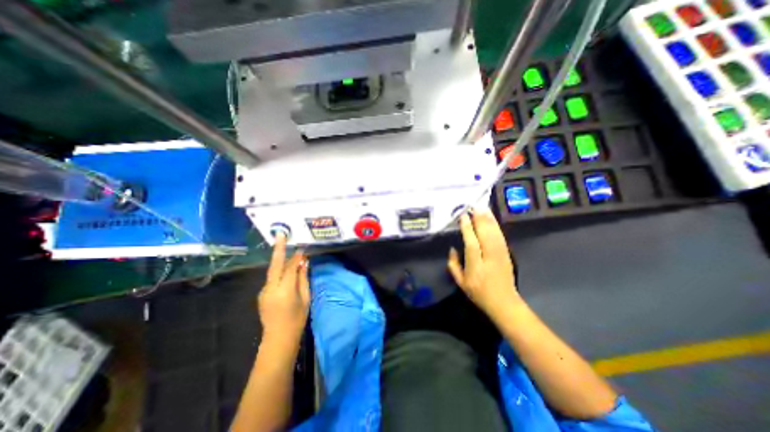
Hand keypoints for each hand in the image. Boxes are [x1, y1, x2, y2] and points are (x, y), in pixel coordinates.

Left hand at [260, 233, 309, 347]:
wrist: (278, 338)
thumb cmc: (297, 319)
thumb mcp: (305, 298)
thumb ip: (303, 278)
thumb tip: (304, 262)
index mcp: (284, 290)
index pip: (290, 267)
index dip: (296, 257)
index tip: (302, 248)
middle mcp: (270, 288)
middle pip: (275, 265)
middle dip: (278, 249)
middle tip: (281, 235)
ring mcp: (264, 291)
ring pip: (272, 271)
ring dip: (279, 260)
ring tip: (286, 250)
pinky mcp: (262, 294)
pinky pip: (271, 278)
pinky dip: (279, 271)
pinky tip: (285, 270)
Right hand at [449, 207, 518, 321]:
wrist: (504, 302)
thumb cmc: (479, 293)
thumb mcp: (460, 283)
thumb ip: (453, 265)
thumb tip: (452, 249)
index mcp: (476, 267)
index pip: (471, 244)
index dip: (467, 229)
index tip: (463, 217)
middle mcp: (489, 258)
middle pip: (485, 235)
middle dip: (479, 220)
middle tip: (473, 207)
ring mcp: (500, 256)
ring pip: (494, 234)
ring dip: (488, 220)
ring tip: (482, 209)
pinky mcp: (507, 254)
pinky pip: (501, 237)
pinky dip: (496, 226)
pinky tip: (492, 219)